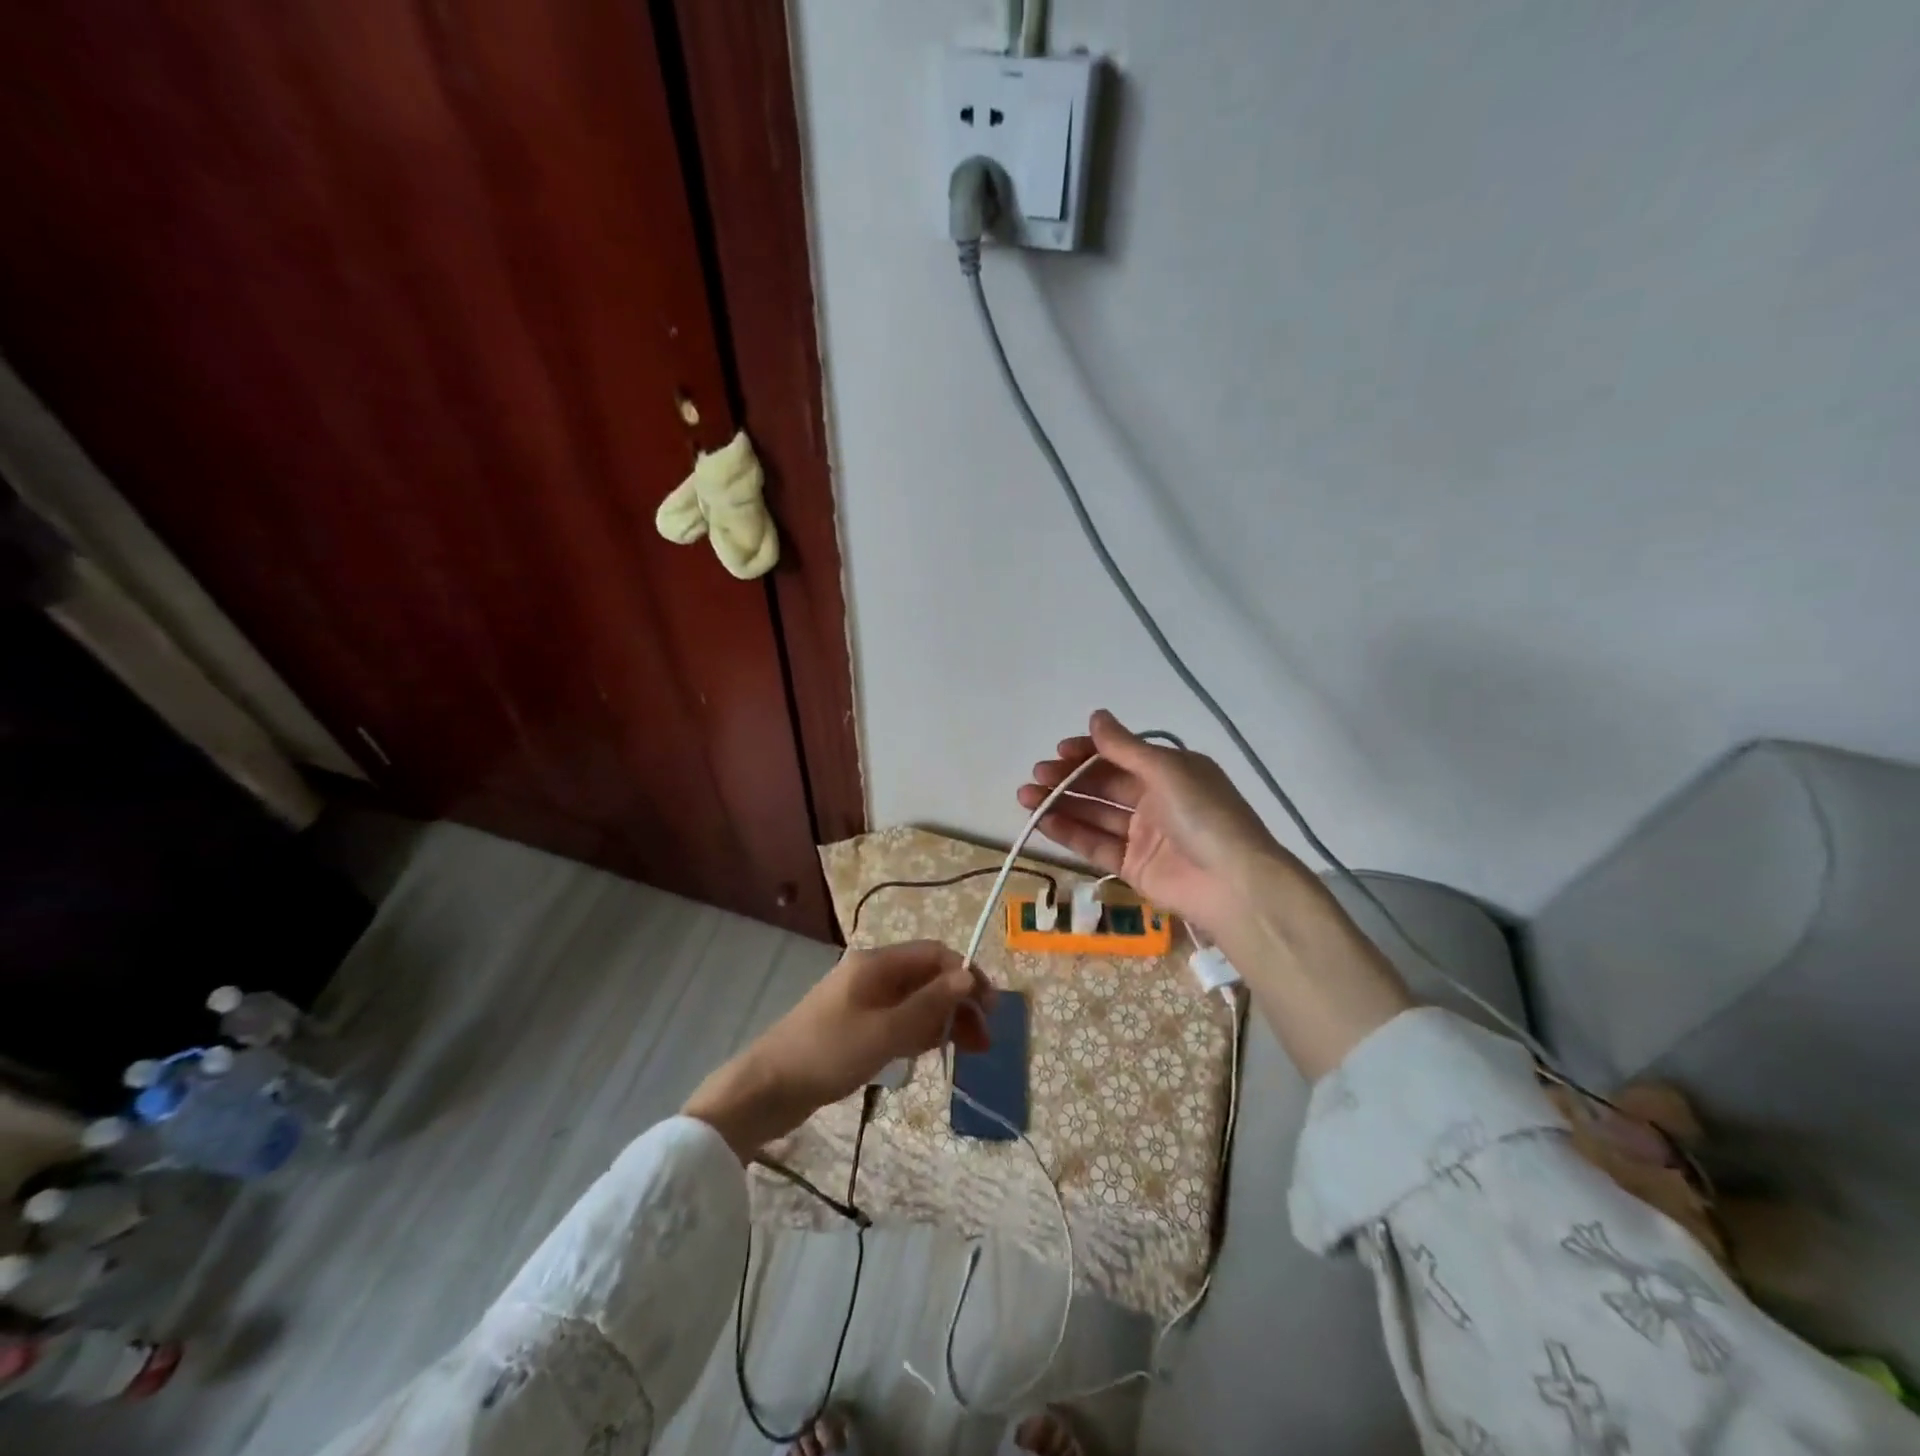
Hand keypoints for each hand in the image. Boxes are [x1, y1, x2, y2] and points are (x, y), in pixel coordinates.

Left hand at [684, 941, 990, 1160]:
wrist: (766, 1089)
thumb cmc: (828, 1053)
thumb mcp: (885, 1031)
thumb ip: (929, 1004)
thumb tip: (969, 975)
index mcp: (877, 964)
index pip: (935, 955)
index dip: (966, 975)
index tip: (990, 1009)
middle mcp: (872, 974)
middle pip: (927, 978)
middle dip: (958, 1003)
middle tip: (983, 1041)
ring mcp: (862, 1001)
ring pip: (915, 1002)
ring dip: (942, 1021)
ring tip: (967, 1052)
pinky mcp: (855, 1026)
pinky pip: (898, 1021)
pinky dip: (918, 1033)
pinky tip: (932, 1053)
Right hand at [1017, 709, 1308, 935]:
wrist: (1234, 885)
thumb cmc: (1204, 815)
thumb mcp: (1167, 771)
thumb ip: (1125, 747)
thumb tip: (1096, 715)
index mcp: (1170, 771)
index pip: (1120, 755)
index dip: (1088, 752)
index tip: (1058, 752)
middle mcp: (1155, 799)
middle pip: (1103, 784)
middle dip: (1068, 778)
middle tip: (1036, 776)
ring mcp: (1143, 834)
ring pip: (1094, 814)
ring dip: (1061, 804)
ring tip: (1026, 797)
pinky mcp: (1133, 866)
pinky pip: (1096, 844)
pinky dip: (1070, 832)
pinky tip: (1043, 822)